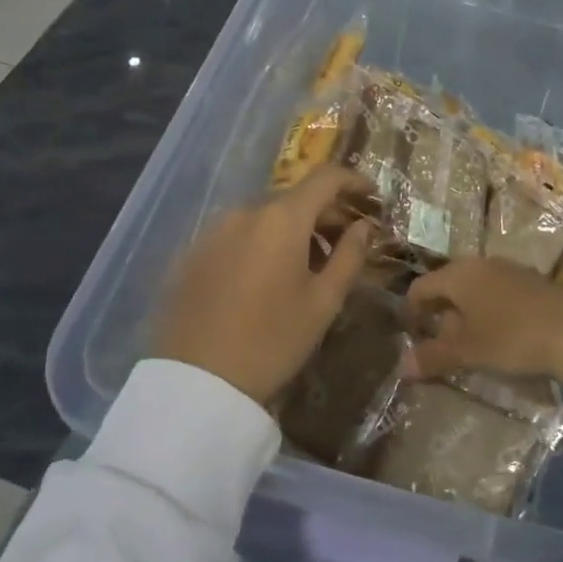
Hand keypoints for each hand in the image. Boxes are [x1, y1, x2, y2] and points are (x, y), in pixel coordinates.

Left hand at [157, 166, 375, 403]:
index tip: (372, 198)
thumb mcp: (323, 303)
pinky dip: (259, 245)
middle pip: (294, 199)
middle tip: (345, 244)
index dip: (353, 181)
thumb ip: (350, 256)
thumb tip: (364, 226)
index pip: (325, 178)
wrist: (196, 383)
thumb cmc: (272, 341)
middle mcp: (244, 212)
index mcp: (281, 219)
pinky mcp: (190, 254)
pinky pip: (236, 237)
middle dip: (324, 215)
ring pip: (263, 218)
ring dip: (291, 232)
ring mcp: (211, 231)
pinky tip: (264, 281)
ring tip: (304, 268)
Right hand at [404, 257, 562, 473]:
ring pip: (477, 287)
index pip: (421, 286)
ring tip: (468, 341)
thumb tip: (402, 366)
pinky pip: (501, 292)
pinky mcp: (536, 282)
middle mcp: (483, 264)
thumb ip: (433, 356)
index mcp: (459, 274)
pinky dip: (491, 311)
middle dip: (440, 311)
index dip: (411, 310)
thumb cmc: (512, 338)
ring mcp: (512, 270)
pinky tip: (501, 335)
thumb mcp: (468, 351)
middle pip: (450, 284)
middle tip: (436, 340)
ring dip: (467, 311)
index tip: (409, 334)